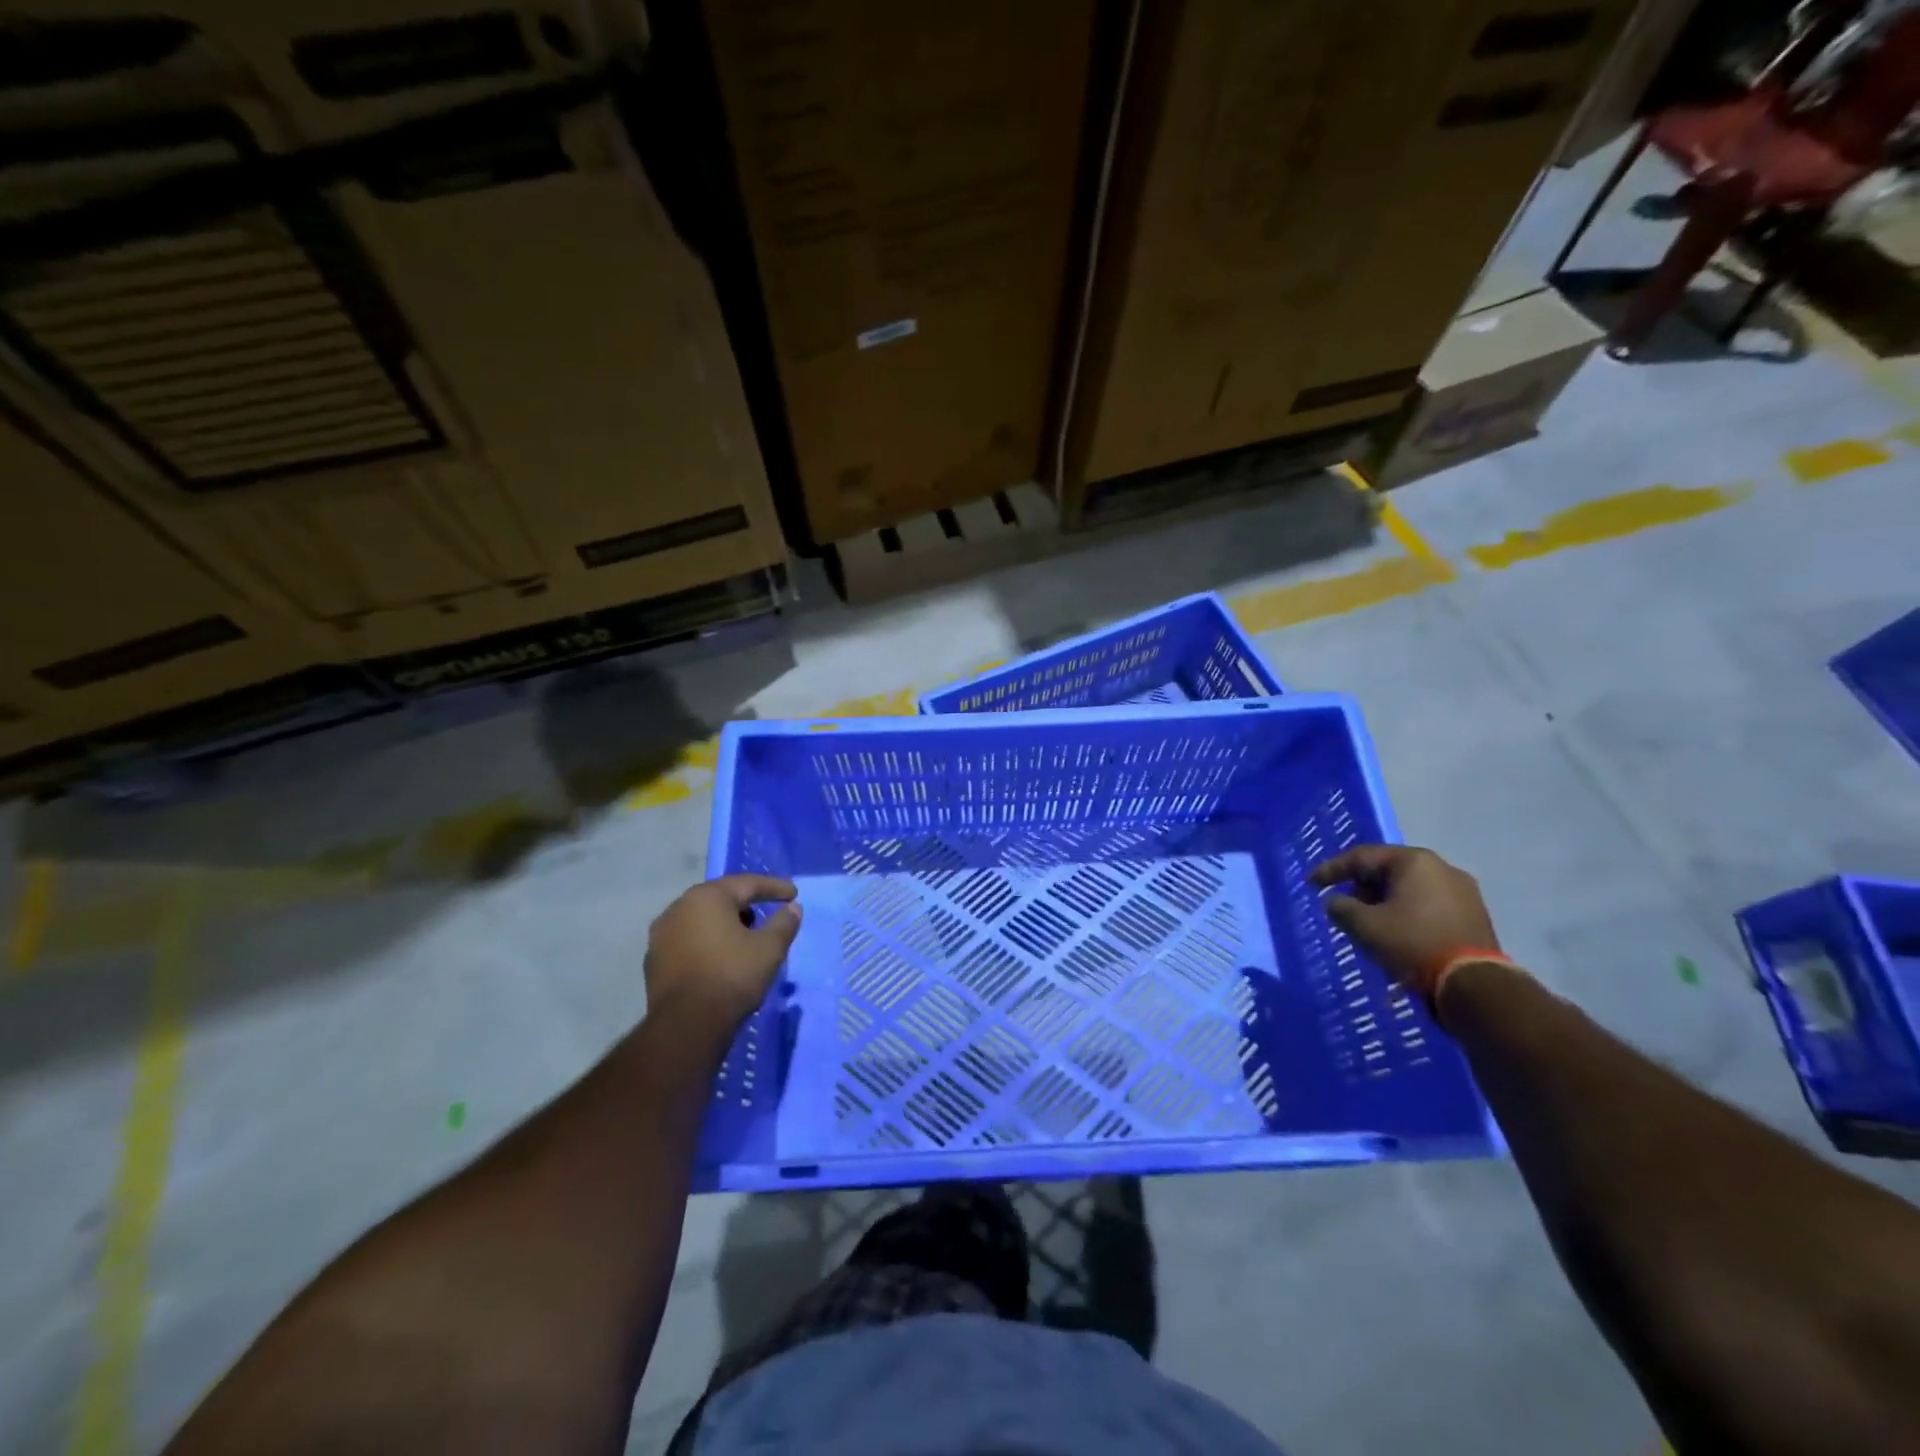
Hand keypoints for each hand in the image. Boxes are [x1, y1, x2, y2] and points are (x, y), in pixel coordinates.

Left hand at [644, 875, 802, 1033]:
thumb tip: (793, 908)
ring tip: (744, 939)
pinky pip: (687, 941)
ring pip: (701, 919)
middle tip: (767, 913)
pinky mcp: (653, 960)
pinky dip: (706, 943)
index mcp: (707, 897)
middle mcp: (678, 907)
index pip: (747, 884)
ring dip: (724, 924)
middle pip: (720, 899)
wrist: (686, 1025)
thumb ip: (784, 923)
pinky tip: (719, 959)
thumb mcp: (769, 949)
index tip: (794, 894)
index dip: (774, 888)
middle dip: (746, 904)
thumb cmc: (732, 976)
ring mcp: (661, 934)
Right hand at [1310, 845, 1500, 999]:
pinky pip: (1428, 905)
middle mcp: (1442, 868)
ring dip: (1384, 902)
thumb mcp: (1364, 926)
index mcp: (1414, 861)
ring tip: (1368, 923)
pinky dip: (1406, 913)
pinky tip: (1396, 933)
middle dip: (1361, 887)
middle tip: (1342, 905)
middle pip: (1388, 870)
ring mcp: (1463, 892)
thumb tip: (1336, 902)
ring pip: (1409, 889)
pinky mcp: (1474, 916)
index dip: (1332, 869)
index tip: (1311, 884)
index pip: (1362, 857)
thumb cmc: (1413, 945)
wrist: (1474, 986)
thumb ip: (1341, 908)